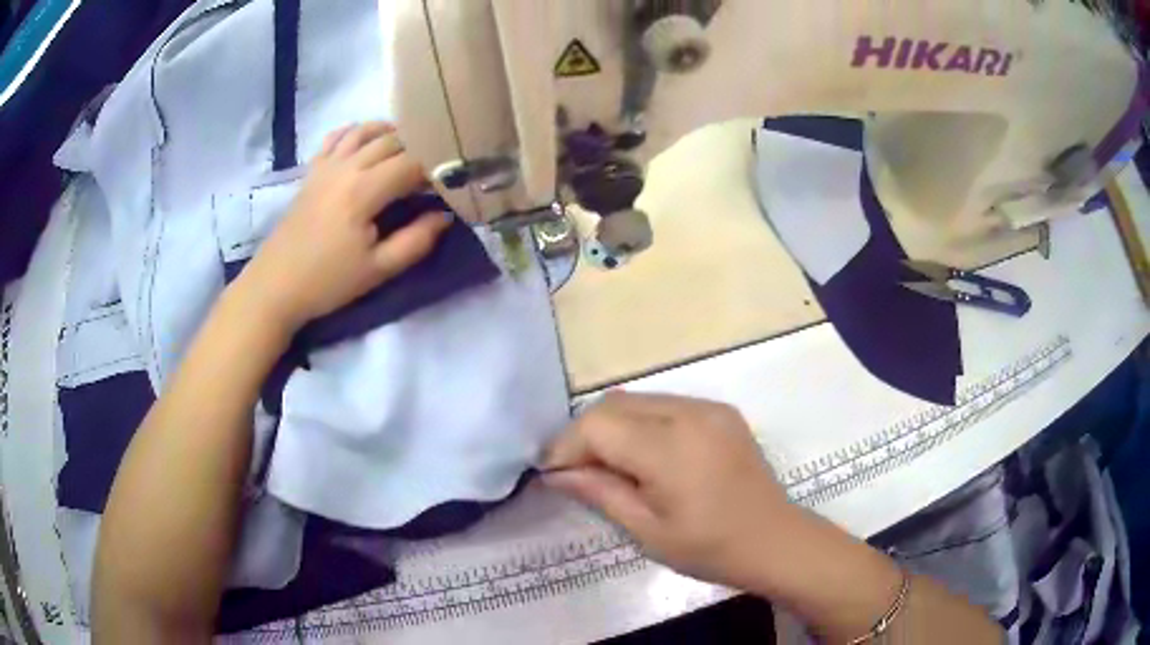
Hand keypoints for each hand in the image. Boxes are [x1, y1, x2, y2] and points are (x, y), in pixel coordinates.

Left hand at [234, 121, 450, 330]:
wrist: (275, 285)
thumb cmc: (327, 282)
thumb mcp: (378, 270)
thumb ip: (416, 240)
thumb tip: (444, 215)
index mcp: (364, 191)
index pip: (412, 163)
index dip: (435, 169)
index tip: (449, 184)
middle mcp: (346, 167)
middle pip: (392, 140)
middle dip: (419, 148)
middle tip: (433, 170)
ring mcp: (326, 165)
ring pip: (365, 131)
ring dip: (391, 133)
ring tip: (408, 149)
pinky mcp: (312, 171)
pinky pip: (336, 137)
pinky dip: (356, 132)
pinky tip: (366, 142)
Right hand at [543, 391, 802, 591]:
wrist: (775, 540)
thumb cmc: (709, 548)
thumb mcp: (647, 530)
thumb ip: (599, 492)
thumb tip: (555, 473)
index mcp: (671, 448)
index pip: (598, 426)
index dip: (566, 445)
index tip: (550, 472)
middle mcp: (690, 413)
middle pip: (614, 404)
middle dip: (585, 433)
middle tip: (574, 470)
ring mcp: (709, 408)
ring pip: (638, 400)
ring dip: (612, 425)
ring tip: (605, 463)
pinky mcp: (721, 411)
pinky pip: (665, 405)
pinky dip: (641, 423)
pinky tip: (643, 454)